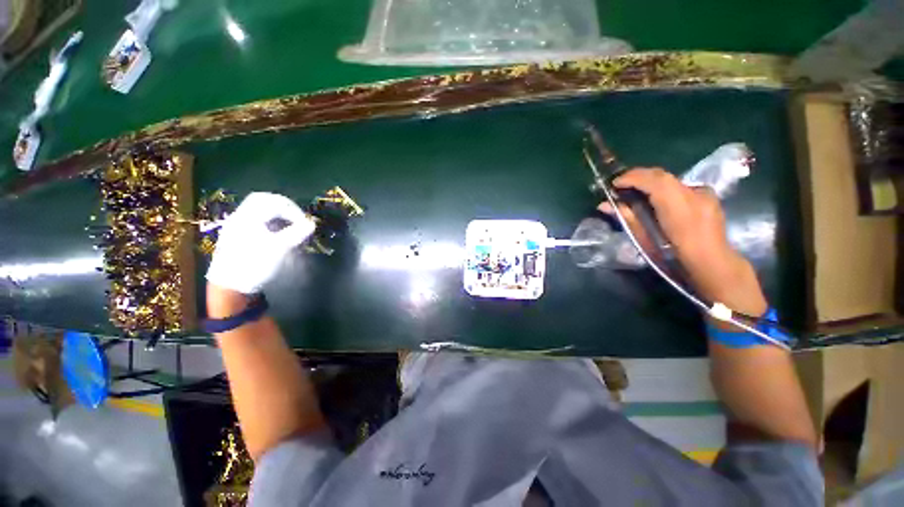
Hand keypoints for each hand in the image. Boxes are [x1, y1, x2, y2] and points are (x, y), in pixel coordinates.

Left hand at [207, 192, 314, 295]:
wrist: (230, 287)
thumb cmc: (255, 265)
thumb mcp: (279, 249)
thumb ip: (296, 233)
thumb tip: (312, 223)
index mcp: (248, 216)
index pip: (273, 201)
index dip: (292, 209)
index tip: (304, 222)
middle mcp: (240, 217)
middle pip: (263, 201)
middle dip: (284, 208)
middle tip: (298, 219)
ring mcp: (237, 226)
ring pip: (260, 210)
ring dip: (278, 214)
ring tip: (292, 226)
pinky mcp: (238, 236)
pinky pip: (256, 220)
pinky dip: (271, 221)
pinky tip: (279, 233)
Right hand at [599, 168, 766, 317]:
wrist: (711, 264)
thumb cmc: (673, 256)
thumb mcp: (645, 238)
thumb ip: (627, 216)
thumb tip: (604, 205)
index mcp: (678, 204)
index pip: (654, 179)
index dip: (631, 177)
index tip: (614, 183)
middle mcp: (693, 192)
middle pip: (661, 174)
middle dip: (638, 176)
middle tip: (620, 184)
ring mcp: (704, 192)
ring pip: (670, 179)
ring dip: (649, 182)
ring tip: (634, 189)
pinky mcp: (708, 196)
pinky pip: (679, 186)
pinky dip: (663, 188)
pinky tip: (656, 199)